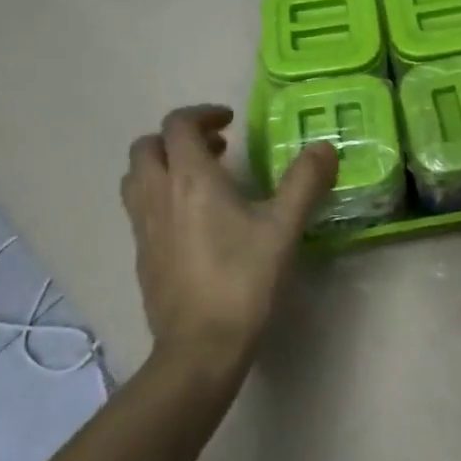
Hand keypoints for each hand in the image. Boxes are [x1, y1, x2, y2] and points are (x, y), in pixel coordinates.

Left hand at [121, 105, 337, 371]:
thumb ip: (304, 182)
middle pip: (147, 147)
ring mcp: (143, 227)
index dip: (203, 114)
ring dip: (163, 165)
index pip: (178, 125)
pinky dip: (160, 196)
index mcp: (190, 179)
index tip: (231, 122)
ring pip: (137, 177)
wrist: (200, 346)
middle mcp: (158, 195)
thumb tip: (323, 147)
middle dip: (178, 138)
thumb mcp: (284, 227)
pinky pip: (140, 208)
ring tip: (201, 179)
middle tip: (217, 149)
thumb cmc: (243, 279)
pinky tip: (193, 221)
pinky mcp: (141, 255)